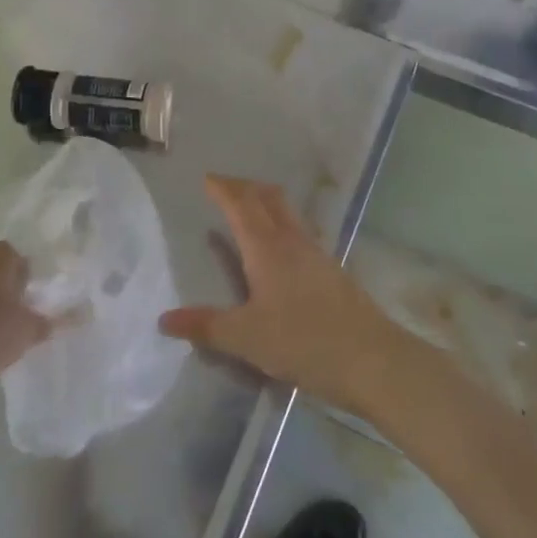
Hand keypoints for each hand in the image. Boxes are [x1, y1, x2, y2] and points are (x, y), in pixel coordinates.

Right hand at [159, 175, 406, 415]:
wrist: (372, 359)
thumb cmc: (304, 342)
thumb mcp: (246, 338)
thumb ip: (206, 326)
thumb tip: (164, 319)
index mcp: (266, 248)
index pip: (241, 204)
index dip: (223, 189)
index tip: (207, 179)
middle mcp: (291, 240)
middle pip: (267, 198)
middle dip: (244, 187)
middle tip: (224, 188)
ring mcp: (316, 253)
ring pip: (287, 212)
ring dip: (265, 202)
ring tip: (249, 211)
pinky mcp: (332, 270)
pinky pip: (300, 232)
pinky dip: (282, 224)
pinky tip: (280, 249)